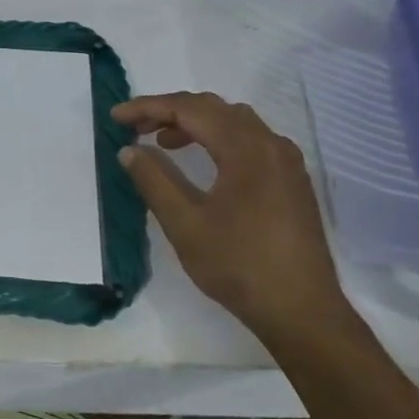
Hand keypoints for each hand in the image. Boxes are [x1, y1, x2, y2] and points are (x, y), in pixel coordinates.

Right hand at [113, 92, 357, 347]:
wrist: (302, 311)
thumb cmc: (239, 265)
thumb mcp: (185, 224)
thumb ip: (154, 180)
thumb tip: (129, 151)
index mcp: (246, 149)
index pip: (190, 110)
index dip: (149, 107)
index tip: (116, 117)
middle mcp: (271, 145)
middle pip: (215, 108)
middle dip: (170, 110)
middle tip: (134, 127)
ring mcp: (286, 163)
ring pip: (235, 122)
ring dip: (195, 123)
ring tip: (163, 141)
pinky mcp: (291, 181)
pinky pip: (251, 141)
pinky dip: (218, 138)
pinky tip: (203, 162)